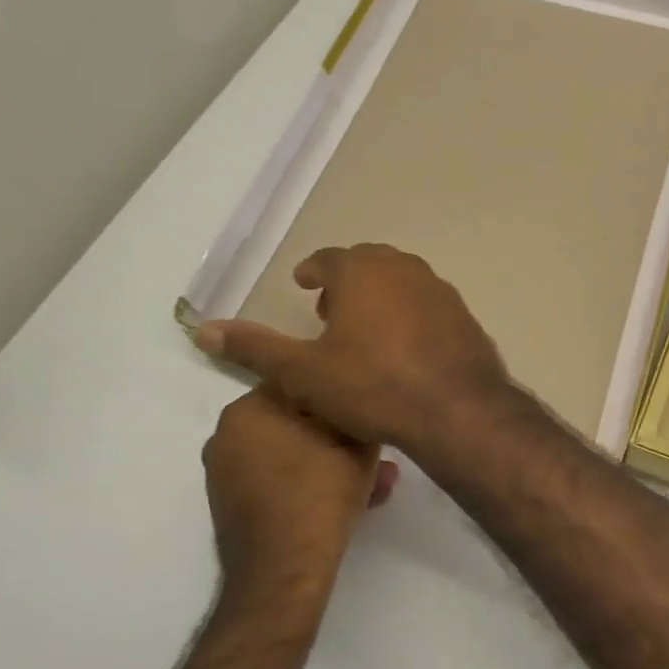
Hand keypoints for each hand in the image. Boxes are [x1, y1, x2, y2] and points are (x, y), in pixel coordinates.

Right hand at [195, 245, 509, 460]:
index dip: (313, 271)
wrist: (456, 409)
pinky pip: (428, 304)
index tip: (304, 283)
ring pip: (402, 280)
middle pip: (369, 263)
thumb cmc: (373, 386)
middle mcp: (404, 269)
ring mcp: (440, 290)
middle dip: (346, 280)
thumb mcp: (303, 372)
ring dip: (380, 294)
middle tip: (330, 308)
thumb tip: (204, 329)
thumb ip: (255, 348)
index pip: (329, 259)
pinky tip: (405, 347)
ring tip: (365, 328)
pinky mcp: (464, 315)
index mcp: (362, 272)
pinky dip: (410, 313)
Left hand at [202, 387, 398, 593]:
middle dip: (340, 436)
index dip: (338, 391)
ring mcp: (225, 473)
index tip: (365, 406)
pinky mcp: (234, 504)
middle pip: (297, 421)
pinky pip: (280, 480)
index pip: (299, 380)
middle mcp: (227, 435)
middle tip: (376, 453)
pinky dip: (311, 483)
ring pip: (293, 454)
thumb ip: (356, 410)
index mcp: (247, 409)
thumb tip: (358, 398)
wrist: (284, 571)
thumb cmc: (320, 493)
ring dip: (332, 463)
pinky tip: (352, 500)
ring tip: (375, 483)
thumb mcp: (357, 441)